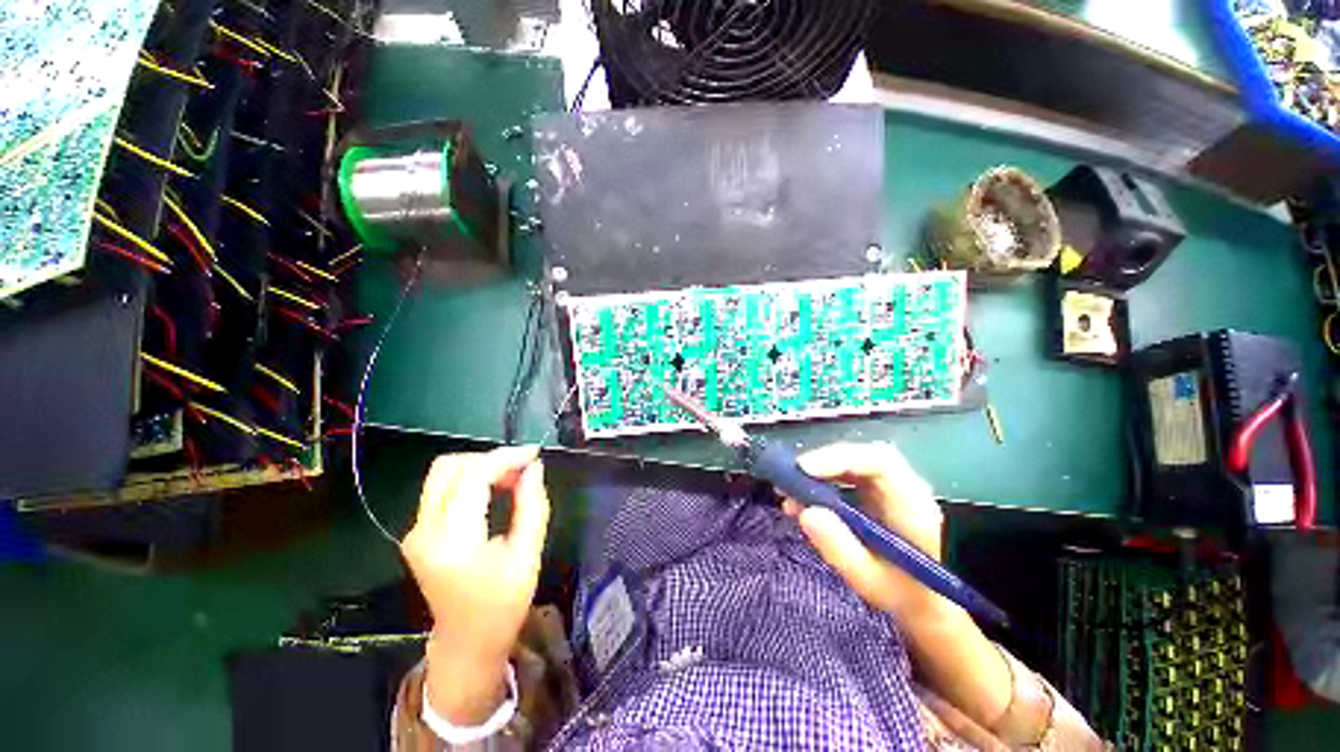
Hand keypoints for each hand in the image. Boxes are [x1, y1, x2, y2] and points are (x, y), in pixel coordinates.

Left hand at [401, 446, 549, 723]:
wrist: (466, 644)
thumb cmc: (502, 605)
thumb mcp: (528, 555)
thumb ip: (532, 505)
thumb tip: (534, 468)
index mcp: (453, 540)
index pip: (473, 475)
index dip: (506, 457)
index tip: (534, 454)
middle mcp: (424, 531)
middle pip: (450, 466)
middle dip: (491, 459)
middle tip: (522, 470)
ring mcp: (415, 531)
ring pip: (443, 472)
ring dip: (480, 467)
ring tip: (511, 479)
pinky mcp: (418, 533)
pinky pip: (442, 488)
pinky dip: (470, 480)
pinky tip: (493, 490)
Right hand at [781, 442, 949, 622]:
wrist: (929, 604)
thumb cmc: (906, 597)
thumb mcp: (871, 582)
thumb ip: (840, 548)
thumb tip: (806, 512)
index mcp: (912, 505)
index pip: (880, 462)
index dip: (839, 458)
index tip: (804, 469)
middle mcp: (901, 488)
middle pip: (860, 458)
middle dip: (820, 464)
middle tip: (787, 480)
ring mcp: (886, 489)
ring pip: (849, 465)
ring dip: (815, 475)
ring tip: (786, 493)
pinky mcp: (872, 495)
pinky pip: (844, 479)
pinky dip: (818, 486)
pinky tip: (798, 503)